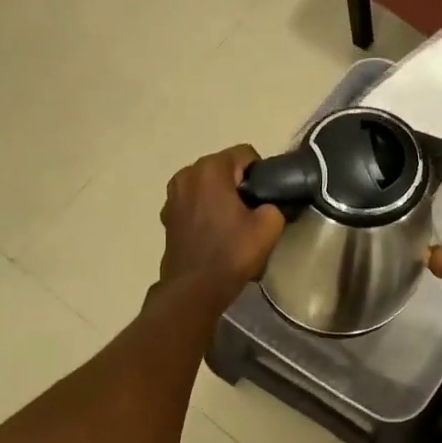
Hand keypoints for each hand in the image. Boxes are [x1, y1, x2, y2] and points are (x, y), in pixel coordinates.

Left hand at [158, 145, 286, 308]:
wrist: (194, 288)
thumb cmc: (232, 252)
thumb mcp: (269, 225)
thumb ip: (274, 203)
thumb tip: (268, 203)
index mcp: (211, 169)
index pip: (245, 154)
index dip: (261, 173)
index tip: (266, 196)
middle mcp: (187, 174)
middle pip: (223, 167)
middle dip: (238, 183)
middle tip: (252, 210)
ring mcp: (172, 194)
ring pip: (206, 184)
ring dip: (220, 195)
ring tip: (232, 222)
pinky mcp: (167, 215)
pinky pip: (193, 201)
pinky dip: (204, 209)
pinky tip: (213, 232)